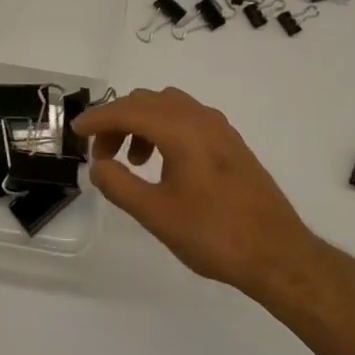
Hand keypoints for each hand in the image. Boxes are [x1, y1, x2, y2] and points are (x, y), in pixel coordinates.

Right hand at [76, 87, 320, 301]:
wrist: (277, 253)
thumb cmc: (214, 234)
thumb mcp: (156, 215)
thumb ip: (120, 185)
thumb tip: (98, 164)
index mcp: (180, 129)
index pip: (128, 110)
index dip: (97, 118)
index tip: (76, 131)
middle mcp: (200, 118)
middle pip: (147, 101)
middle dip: (117, 121)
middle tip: (101, 154)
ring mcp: (219, 128)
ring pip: (168, 106)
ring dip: (141, 123)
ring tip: (132, 162)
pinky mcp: (231, 142)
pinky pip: (187, 118)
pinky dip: (164, 129)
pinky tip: (163, 163)